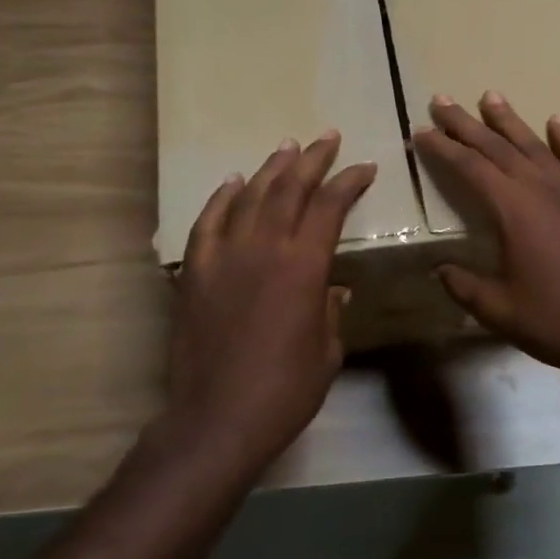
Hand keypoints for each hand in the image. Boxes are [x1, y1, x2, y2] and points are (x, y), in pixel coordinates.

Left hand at [166, 132, 375, 467]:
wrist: (216, 419)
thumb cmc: (284, 391)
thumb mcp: (327, 351)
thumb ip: (331, 310)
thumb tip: (333, 287)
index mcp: (304, 265)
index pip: (330, 206)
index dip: (350, 181)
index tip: (365, 167)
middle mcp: (264, 248)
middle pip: (290, 188)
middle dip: (313, 159)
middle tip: (327, 138)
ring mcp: (224, 256)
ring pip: (250, 197)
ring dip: (272, 169)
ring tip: (287, 148)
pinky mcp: (194, 272)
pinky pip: (208, 223)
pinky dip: (222, 198)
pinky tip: (233, 183)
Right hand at [413, 92, 559, 384]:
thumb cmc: (553, 321)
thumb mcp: (496, 309)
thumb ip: (462, 284)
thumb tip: (438, 269)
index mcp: (513, 210)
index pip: (470, 167)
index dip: (443, 148)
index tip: (421, 132)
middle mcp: (542, 189)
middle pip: (497, 147)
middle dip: (466, 124)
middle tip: (441, 100)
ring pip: (535, 146)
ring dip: (510, 121)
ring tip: (490, 96)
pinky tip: (556, 121)